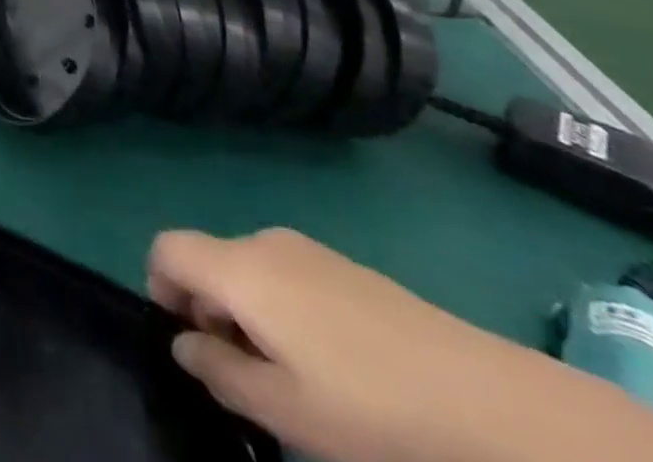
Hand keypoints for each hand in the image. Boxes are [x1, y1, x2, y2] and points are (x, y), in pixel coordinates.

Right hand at [146, 228, 652, 461]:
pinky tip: (335, 366)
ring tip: (295, 379)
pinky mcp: (347, 267)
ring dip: (248, 314)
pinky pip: (286, 275)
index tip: (190, 344)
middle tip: (247, 379)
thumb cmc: (373, 408)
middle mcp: (264, 241)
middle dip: (210, 311)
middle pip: (208, 260)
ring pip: (249, 269)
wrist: (493, 403)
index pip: (166, 249)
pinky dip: (284, 310)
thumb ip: (219, 372)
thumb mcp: (285, 410)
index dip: (160, 289)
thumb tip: (183, 344)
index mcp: (240, 267)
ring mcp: (309, 250)